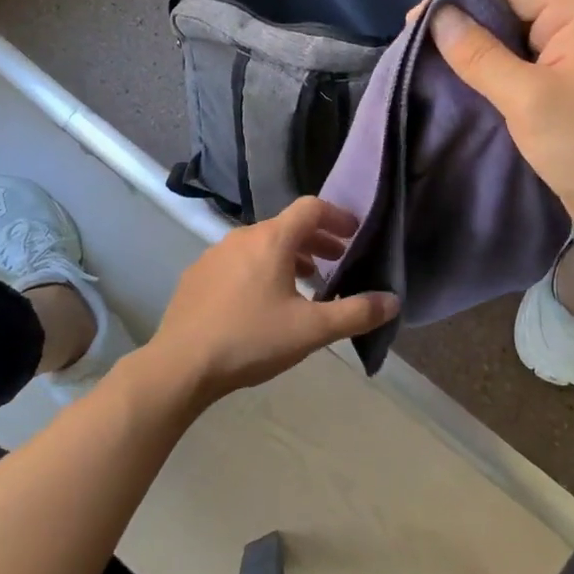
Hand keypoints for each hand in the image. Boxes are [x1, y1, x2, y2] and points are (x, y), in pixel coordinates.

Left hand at [149, 198, 398, 403]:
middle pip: (287, 226)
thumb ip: (356, 313)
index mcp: (272, 239)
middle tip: (337, 261)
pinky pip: (239, 261)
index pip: (311, 208)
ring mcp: (215, 254)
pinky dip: (261, 269)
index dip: (337, 216)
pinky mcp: (197, 275)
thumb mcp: (311, 330)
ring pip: (261, 244)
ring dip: (289, 256)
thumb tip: (393, 300)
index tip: (354, 233)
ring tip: (306, 283)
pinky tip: (263, 302)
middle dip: (317, 240)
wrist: (180, 365)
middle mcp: (242, 236)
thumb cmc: (251, 339)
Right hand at [428, 0, 573, 248]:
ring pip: (512, 37)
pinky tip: (461, 83)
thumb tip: (437, 16)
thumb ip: (480, 55)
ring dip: (474, 50)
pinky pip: (522, 63)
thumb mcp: (528, 99)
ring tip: (429, 64)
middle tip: (415, 47)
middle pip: (508, 6)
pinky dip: (492, 71)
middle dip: (462, 24)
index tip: (412, 23)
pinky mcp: (569, 83)